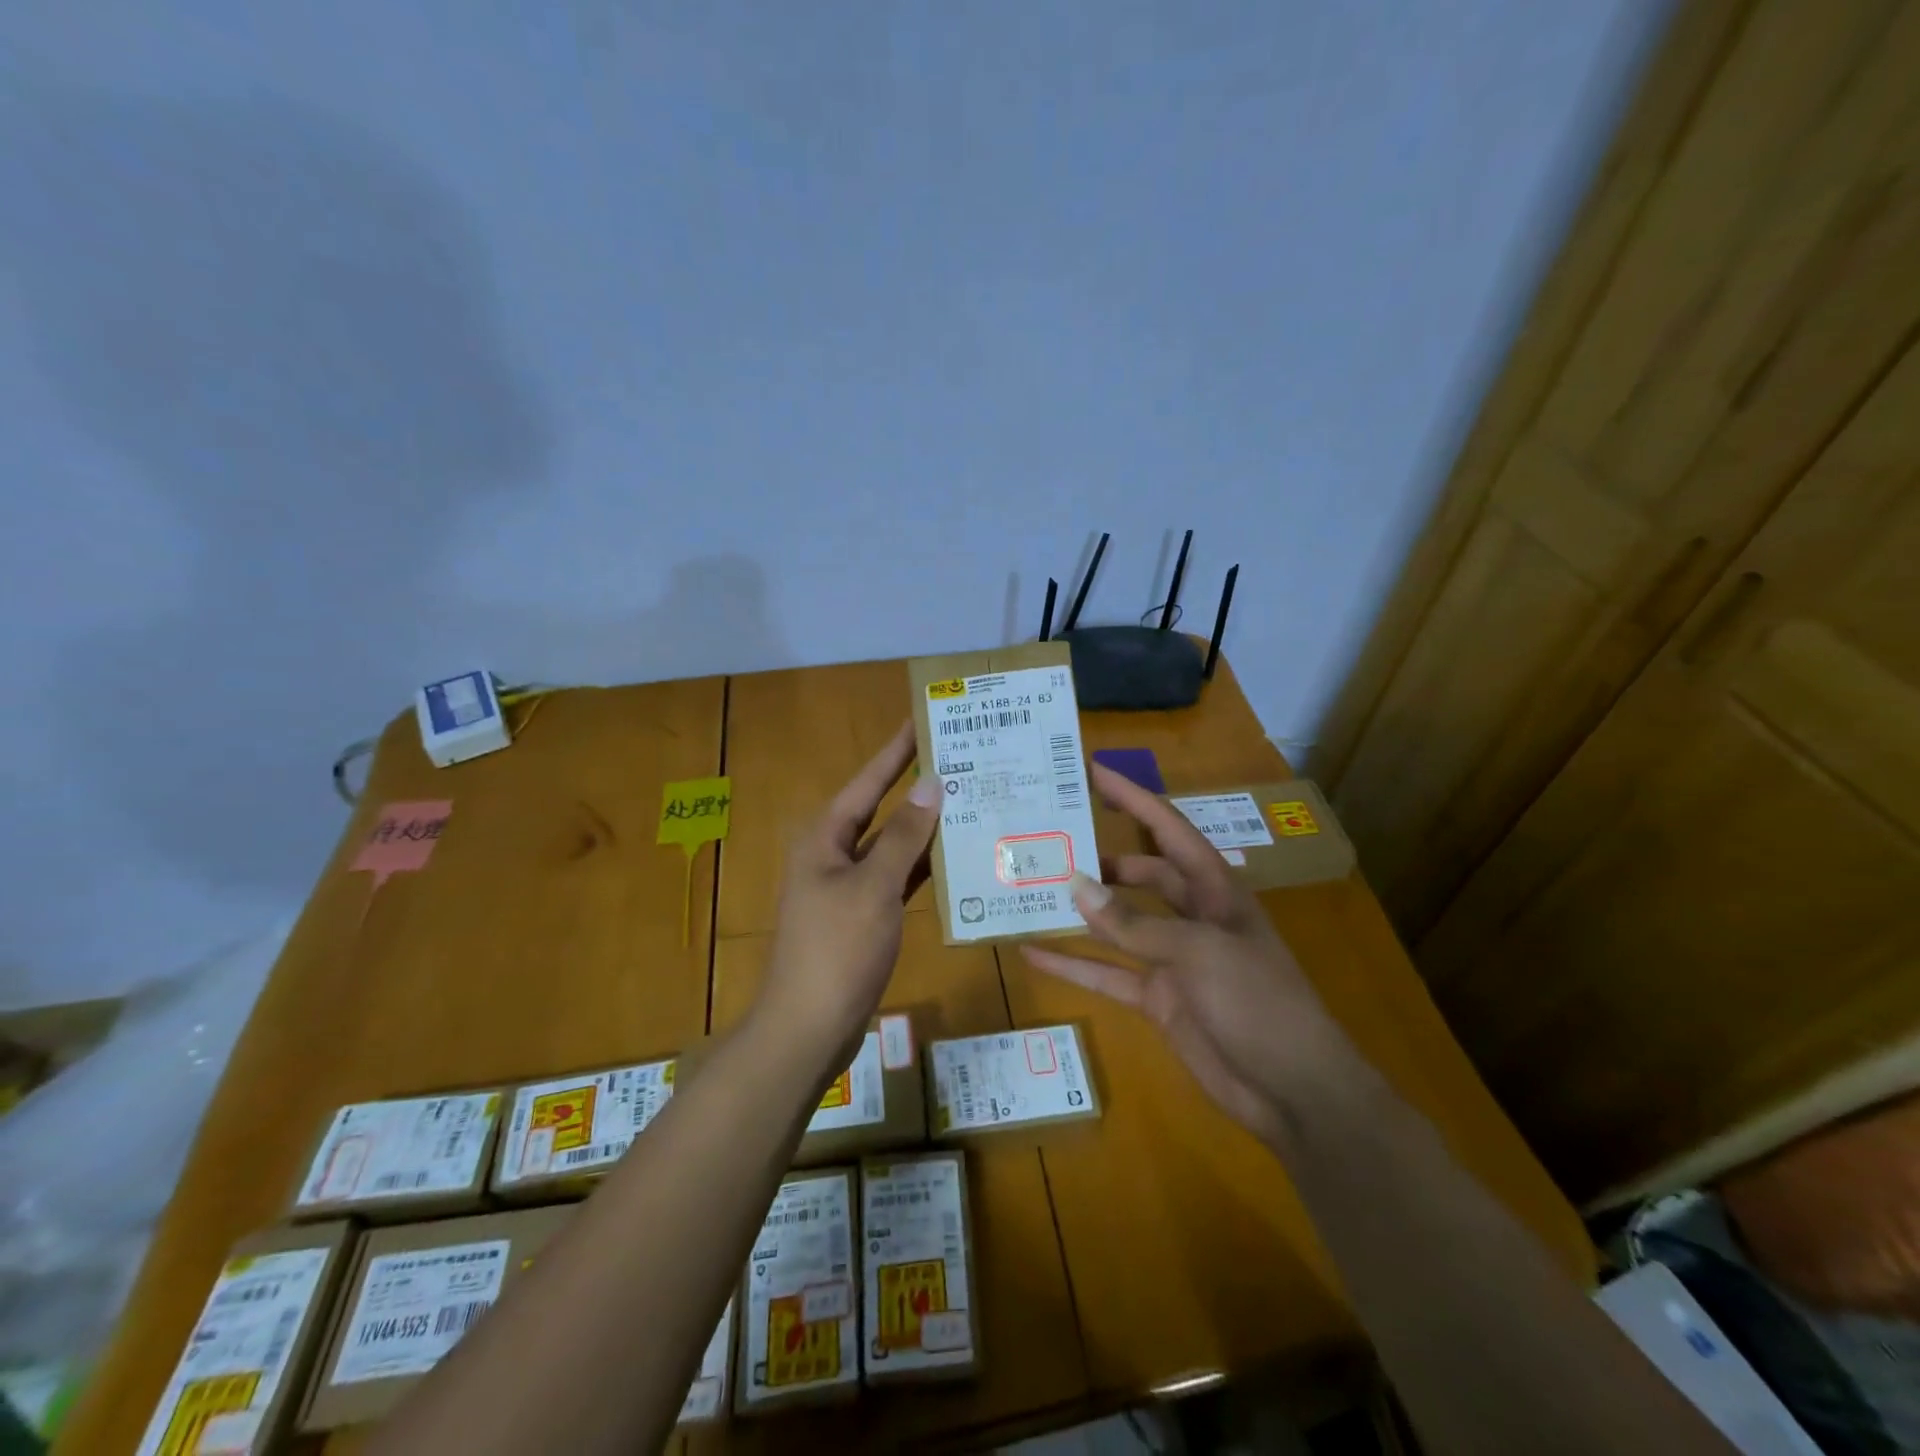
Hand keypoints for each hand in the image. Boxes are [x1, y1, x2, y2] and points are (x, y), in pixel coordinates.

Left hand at [756, 720, 940, 1071]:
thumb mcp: (873, 887)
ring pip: (892, 846)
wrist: (809, 1028)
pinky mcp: (863, 916)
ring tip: (969, 801)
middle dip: (916, 787)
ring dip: (925, 829)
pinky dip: (922, 869)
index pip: (868, 781)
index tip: (924, 720)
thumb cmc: (837, 949)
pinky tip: (956, 858)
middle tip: (959, 760)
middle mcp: (833, 854)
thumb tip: (931, 785)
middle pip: (880, 810)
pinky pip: (896, 879)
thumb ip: (903, 836)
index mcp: (825, 837)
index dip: (896, 751)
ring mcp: (848, 887)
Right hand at [1021, 762, 1349, 1146]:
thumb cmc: (1258, 1003)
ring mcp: (1172, 958)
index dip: (1132, 798)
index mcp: (1214, 890)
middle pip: (1140, 874)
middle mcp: (1192, 916)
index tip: (1090, 771)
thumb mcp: (1198, 953)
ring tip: (1035, 888)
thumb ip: (1133, 923)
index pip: (1167, 829)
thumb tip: (1075, 884)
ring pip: (1118, 923)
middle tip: (1051, 839)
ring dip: (1083, 909)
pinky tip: (1034, 952)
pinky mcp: (1157, 999)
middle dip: (1101, 856)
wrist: (1294, 1092)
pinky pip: (1107, 974)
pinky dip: (1073, 964)